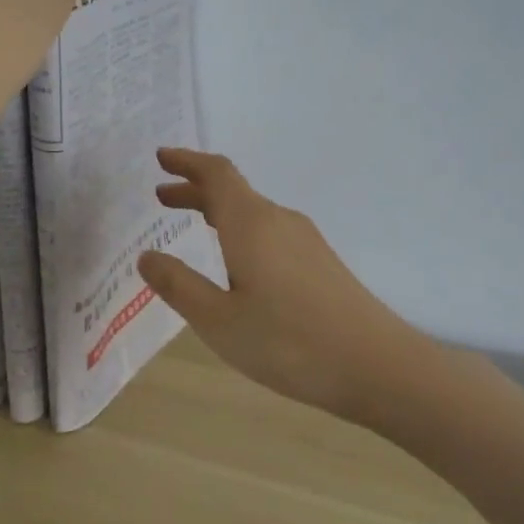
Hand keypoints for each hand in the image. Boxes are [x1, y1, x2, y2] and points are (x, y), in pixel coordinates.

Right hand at [137, 148, 421, 422]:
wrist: (376, 365)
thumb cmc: (287, 342)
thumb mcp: (218, 320)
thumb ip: (179, 285)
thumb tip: (147, 256)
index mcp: (252, 224)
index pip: (217, 174)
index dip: (187, 162)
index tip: (161, 158)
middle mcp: (280, 221)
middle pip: (234, 192)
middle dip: (196, 190)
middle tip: (162, 197)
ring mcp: (306, 242)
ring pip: (254, 214)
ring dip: (219, 213)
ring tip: (193, 226)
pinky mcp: (321, 264)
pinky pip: (271, 233)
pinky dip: (241, 233)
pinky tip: (237, 264)